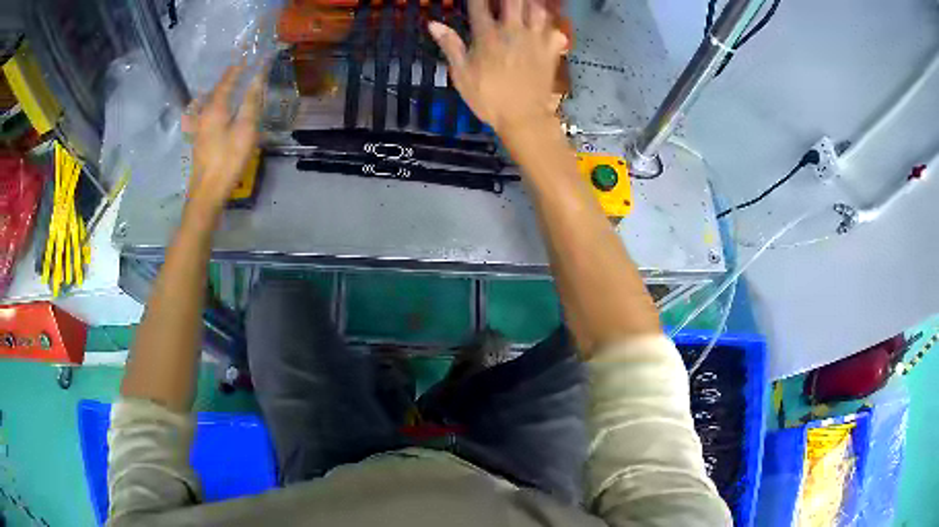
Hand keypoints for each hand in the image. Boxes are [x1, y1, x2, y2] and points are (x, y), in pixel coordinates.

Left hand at [184, 64, 263, 216]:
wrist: (207, 191)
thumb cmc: (228, 159)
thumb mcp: (245, 129)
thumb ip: (251, 102)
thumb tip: (258, 77)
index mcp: (216, 107)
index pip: (229, 80)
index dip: (239, 68)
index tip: (249, 57)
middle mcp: (205, 113)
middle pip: (217, 89)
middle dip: (229, 77)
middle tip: (241, 67)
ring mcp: (200, 127)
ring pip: (210, 101)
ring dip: (221, 90)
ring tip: (230, 84)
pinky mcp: (200, 139)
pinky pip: (208, 112)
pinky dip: (216, 103)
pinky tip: (218, 107)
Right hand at [428, 0, 567, 135]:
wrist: (523, 118)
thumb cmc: (488, 98)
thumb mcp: (461, 75)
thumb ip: (450, 45)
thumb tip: (433, 24)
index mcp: (487, 36)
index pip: (479, 5)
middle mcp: (513, 31)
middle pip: (513, 1)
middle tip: (502, 2)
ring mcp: (535, 39)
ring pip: (537, 8)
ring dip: (530, 4)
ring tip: (523, 7)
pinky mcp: (551, 50)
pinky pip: (555, 29)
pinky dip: (551, 24)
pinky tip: (545, 25)